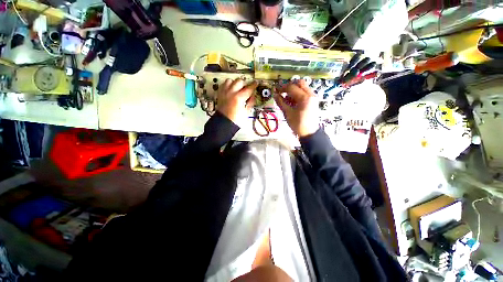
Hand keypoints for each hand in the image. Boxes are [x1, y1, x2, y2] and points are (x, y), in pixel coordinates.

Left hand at [217, 79, 257, 124]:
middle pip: (239, 81)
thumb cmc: (235, 120)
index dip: (253, 85)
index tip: (255, 83)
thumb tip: (253, 96)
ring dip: (235, 83)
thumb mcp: (246, 113)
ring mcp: (224, 93)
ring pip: (230, 81)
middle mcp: (230, 93)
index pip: (248, 88)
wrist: (224, 123)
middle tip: (246, 89)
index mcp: (238, 98)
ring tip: (237, 88)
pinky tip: (230, 89)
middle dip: (244, 84)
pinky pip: (223, 85)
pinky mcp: (220, 94)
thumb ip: (250, 103)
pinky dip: (228, 85)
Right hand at [274, 80, 318, 136]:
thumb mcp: (288, 113)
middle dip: (289, 86)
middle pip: (300, 83)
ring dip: (294, 90)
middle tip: (282, 92)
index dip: (282, 88)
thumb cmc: (298, 124)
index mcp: (304, 98)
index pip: (292, 87)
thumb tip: (275, 95)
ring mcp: (313, 97)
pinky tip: (292, 101)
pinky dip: (298, 94)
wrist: (309, 133)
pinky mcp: (313, 101)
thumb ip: (281, 102)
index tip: (276, 91)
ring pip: (303, 87)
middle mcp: (310, 94)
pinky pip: (305, 93)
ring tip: (286, 98)